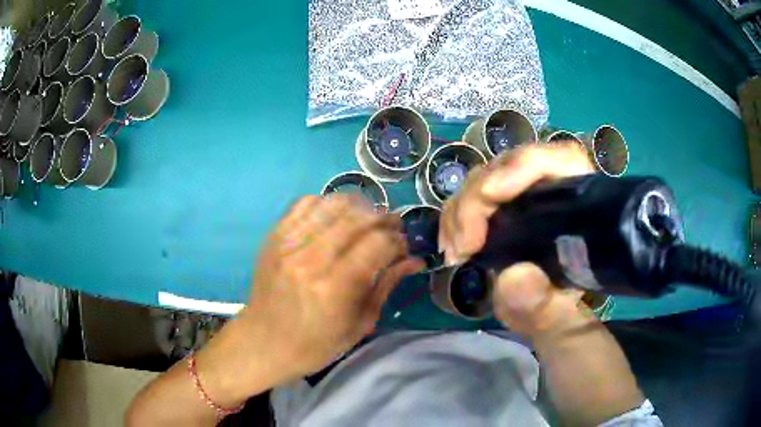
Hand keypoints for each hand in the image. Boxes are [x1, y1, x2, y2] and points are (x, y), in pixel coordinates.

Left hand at [240, 194, 423, 376]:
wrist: (264, 342)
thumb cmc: (316, 344)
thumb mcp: (359, 324)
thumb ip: (387, 286)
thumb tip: (415, 260)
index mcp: (334, 288)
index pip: (377, 243)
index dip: (397, 240)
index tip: (403, 246)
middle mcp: (310, 259)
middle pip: (357, 218)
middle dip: (383, 217)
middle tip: (392, 226)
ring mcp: (288, 244)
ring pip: (332, 204)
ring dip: (358, 206)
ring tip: (368, 218)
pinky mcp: (274, 237)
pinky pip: (305, 203)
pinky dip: (327, 203)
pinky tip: (336, 217)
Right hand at [438, 142, 595, 336]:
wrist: (545, 313)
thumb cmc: (559, 311)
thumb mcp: (555, 316)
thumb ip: (544, 306)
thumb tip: (515, 276)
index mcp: (580, 206)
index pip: (563, 159)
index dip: (525, 165)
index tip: (491, 195)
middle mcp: (553, 190)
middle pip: (511, 166)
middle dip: (477, 200)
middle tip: (462, 246)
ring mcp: (524, 194)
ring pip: (485, 178)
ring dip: (460, 211)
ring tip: (455, 252)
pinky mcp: (503, 205)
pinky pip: (471, 196)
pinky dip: (455, 218)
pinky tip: (451, 245)